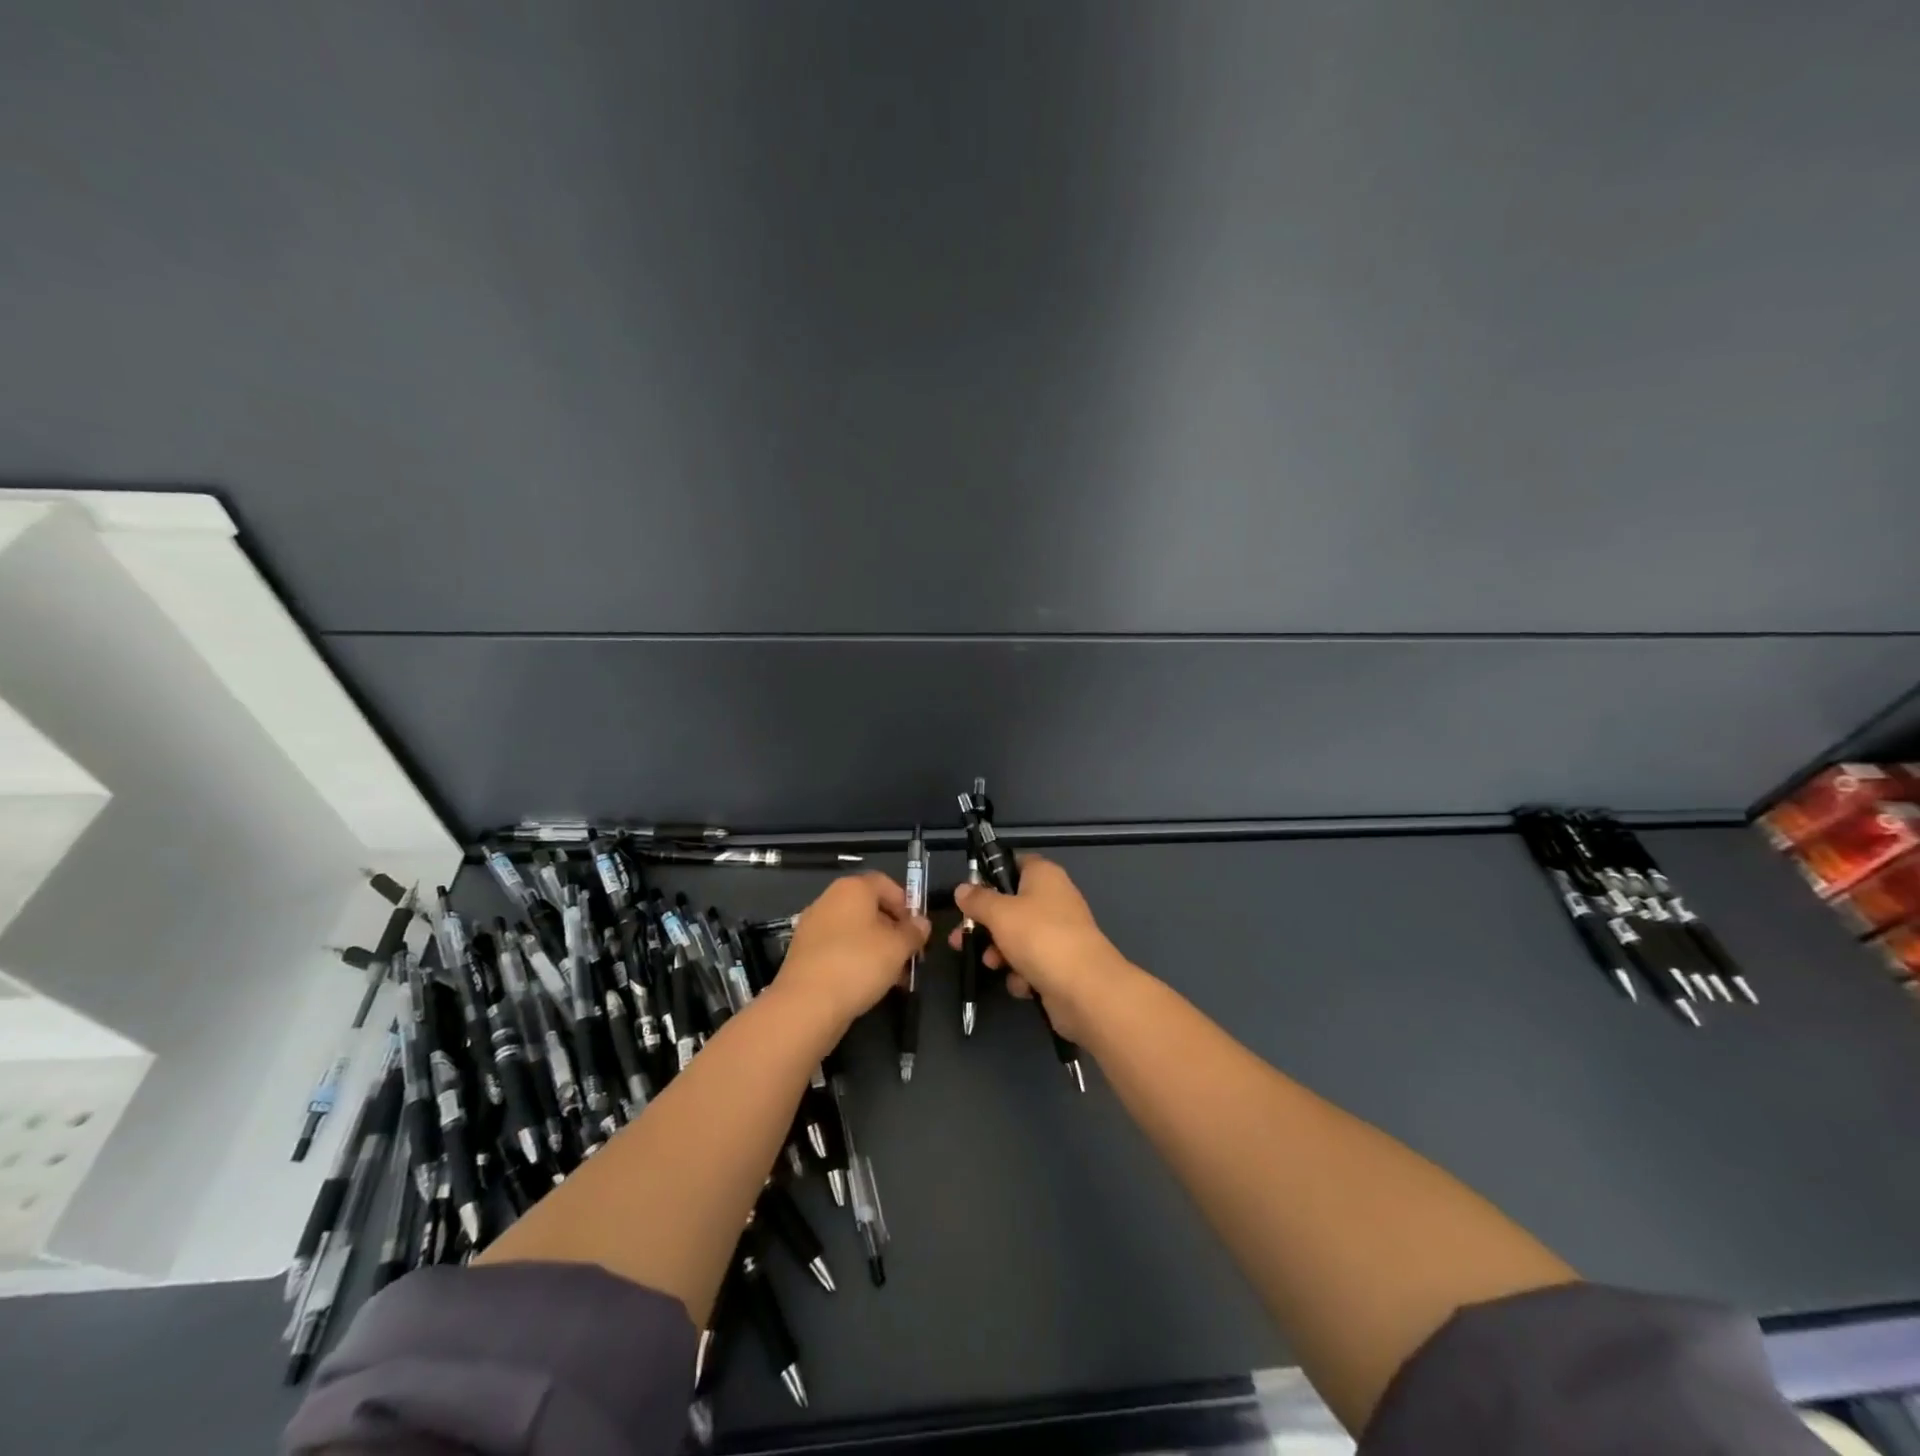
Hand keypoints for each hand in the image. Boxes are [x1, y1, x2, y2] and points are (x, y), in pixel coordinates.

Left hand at [777, 873, 930, 1029]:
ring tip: (893, 976)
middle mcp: (829, 900)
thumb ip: (914, 932)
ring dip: (877, 948)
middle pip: (869, 907)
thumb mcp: (898, 947)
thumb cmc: (858, 963)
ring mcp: (813, 927)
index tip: (916, 929)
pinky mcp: (804, 953)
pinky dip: (855, 960)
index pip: (885, 883)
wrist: (806, 1004)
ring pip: (854, 931)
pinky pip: (838, 949)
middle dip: (893, 930)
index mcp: (852, 888)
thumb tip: (921, 923)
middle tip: (908, 955)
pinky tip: (868, 984)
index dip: (905, 903)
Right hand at [949, 855, 1131, 1041]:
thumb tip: (962, 889)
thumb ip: (977, 900)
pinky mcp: (1061, 964)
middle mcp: (1054, 899)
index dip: (991, 874)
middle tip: (961, 937)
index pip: (1015, 863)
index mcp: (1044, 876)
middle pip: (1010, 905)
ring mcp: (1059, 933)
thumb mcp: (999, 913)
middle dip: (985, 925)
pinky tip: (1022, 983)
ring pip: (1017, 937)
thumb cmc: (1039, 937)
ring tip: (992, 964)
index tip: (970, 892)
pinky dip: (1022, 974)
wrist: (1085, 988)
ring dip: (1000, 953)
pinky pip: (1032, 963)